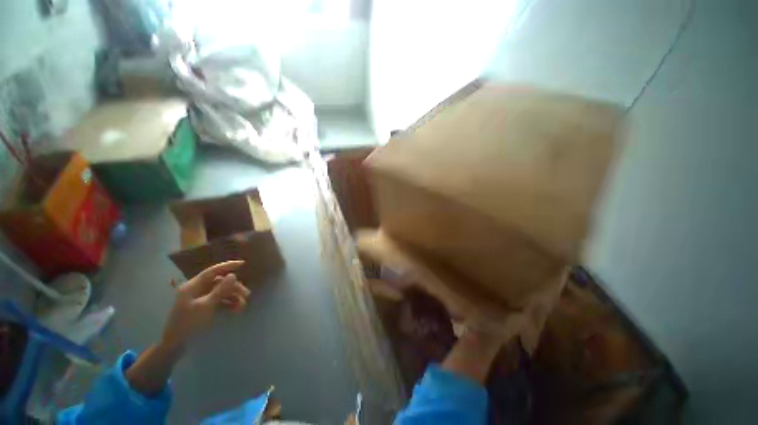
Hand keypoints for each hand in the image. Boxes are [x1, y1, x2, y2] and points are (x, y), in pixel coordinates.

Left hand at [162, 260, 249, 348]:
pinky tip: (236, 310)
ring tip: (242, 307)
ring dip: (234, 297)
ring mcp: (201, 299)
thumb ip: (220, 290)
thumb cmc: (188, 323)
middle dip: (234, 288)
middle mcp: (197, 290)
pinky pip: (220, 301)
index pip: (212, 271)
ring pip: (222, 292)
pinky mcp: (204, 307)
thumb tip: (233, 275)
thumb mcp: (205, 306)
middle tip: (246, 295)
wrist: (176, 345)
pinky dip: (229, 304)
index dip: (228, 266)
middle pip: (220, 283)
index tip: (243, 264)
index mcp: (193, 286)